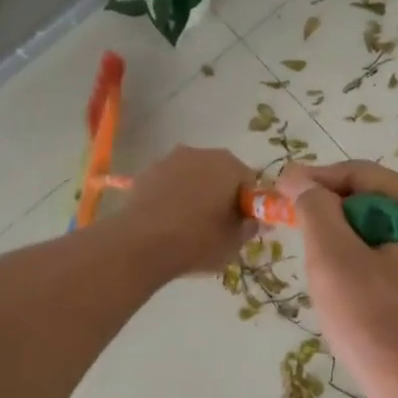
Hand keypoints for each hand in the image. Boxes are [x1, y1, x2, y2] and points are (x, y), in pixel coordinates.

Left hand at [119, 146, 257, 277]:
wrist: (141, 244)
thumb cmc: (198, 241)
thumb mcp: (234, 242)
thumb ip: (250, 227)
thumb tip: (255, 220)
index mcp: (229, 166)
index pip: (249, 182)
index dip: (247, 204)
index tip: (240, 225)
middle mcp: (201, 153)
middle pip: (220, 174)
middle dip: (221, 194)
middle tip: (217, 225)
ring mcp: (170, 160)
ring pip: (193, 176)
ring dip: (196, 193)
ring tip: (188, 224)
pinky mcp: (146, 172)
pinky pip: (170, 183)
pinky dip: (173, 196)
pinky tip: (167, 220)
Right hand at [277, 160, 397, 397]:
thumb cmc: (380, 328)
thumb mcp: (336, 261)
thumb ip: (315, 210)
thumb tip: (299, 178)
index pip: (362, 175)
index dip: (315, 181)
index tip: (276, 193)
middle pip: (375, 201)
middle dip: (333, 218)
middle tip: (297, 239)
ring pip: (382, 231)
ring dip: (347, 245)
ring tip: (325, 274)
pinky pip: (396, 255)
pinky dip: (367, 264)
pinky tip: (353, 294)